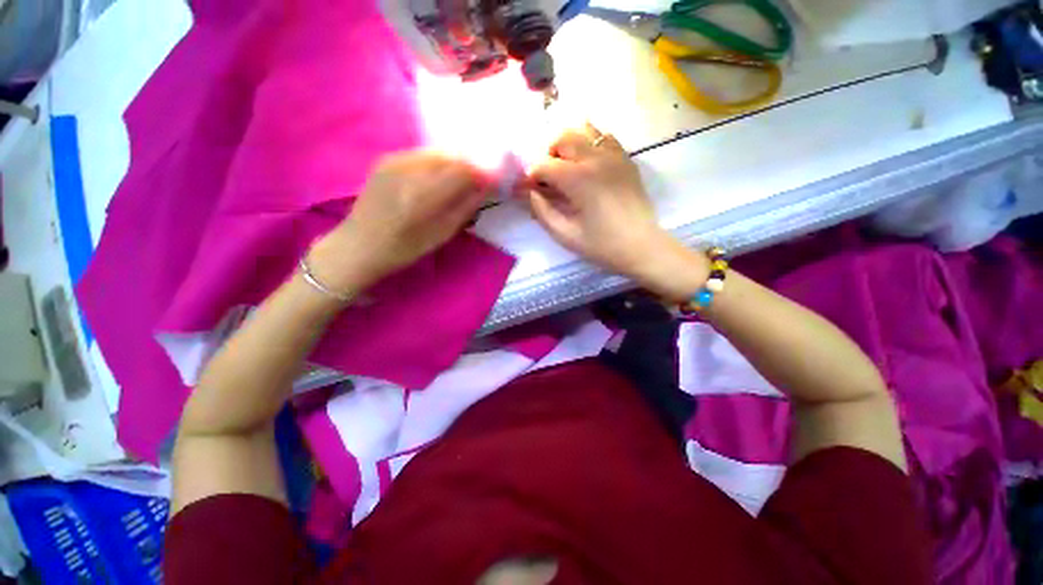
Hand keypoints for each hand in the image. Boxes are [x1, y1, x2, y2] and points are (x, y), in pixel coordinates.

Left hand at [310, 152, 488, 291]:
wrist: (359, 244)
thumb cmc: (404, 248)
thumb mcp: (442, 233)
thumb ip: (466, 206)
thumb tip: (486, 186)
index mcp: (424, 194)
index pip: (465, 170)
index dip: (485, 171)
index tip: (497, 179)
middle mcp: (409, 168)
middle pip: (453, 154)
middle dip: (473, 163)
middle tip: (483, 178)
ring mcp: (395, 159)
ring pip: (438, 151)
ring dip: (457, 161)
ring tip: (465, 178)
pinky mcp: (387, 158)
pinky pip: (423, 154)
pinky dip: (440, 161)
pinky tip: (442, 176)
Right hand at [525, 124, 703, 298]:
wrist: (642, 246)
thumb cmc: (602, 245)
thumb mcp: (565, 235)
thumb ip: (542, 212)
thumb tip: (529, 193)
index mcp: (578, 179)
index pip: (545, 165)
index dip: (532, 176)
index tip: (530, 189)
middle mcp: (595, 158)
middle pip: (563, 138)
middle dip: (549, 154)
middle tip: (548, 177)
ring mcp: (614, 155)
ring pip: (584, 129)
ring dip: (569, 144)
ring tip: (568, 166)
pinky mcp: (626, 159)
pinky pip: (605, 137)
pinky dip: (591, 143)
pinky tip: (589, 163)